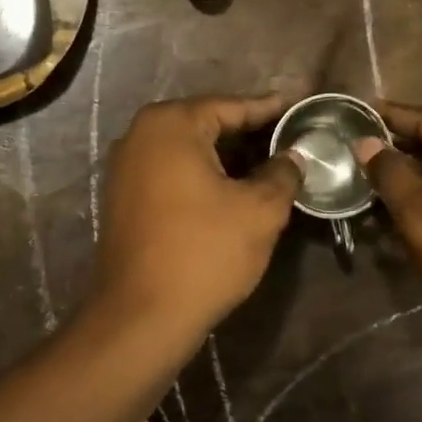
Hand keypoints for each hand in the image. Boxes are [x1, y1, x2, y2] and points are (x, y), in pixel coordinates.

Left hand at [93, 95, 301, 343]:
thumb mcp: (260, 210)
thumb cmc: (205, 252)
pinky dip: (201, 174)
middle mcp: (140, 135)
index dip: (269, 110)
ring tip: (266, 164)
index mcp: (171, 125)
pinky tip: (230, 189)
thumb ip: (282, 173)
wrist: (142, 315)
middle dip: (247, 133)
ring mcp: (125, 166)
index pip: (231, 106)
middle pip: (206, 124)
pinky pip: (170, 172)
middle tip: (287, 139)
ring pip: (187, 149)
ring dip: (225, 156)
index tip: (298, 108)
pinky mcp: (122, 197)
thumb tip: (293, 157)